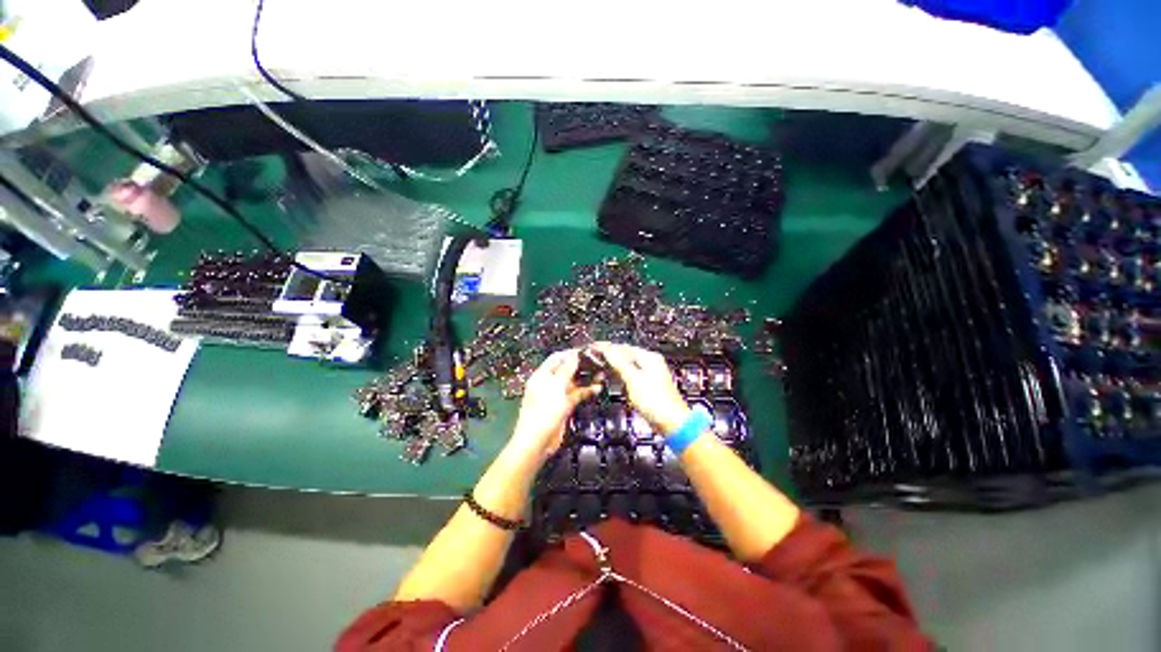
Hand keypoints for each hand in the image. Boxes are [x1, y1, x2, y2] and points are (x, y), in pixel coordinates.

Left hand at [508, 349, 601, 463]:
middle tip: (598, 361)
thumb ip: (566, 369)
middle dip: (581, 365)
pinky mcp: (564, 407)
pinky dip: (586, 391)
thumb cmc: (544, 411)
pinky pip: (576, 395)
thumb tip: (574, 353)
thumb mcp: (556, 386)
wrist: (538, 442)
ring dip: (586, 378)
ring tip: (602, 373)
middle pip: (566, 369)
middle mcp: (549, 383)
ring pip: (573, 383)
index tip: (587, 351)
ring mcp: (557, 395)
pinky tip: (597, 388)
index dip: (571, 353)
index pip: (557, 358)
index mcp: (542, 375)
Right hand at [593, 342, 690, 433]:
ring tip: (601, 363)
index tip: (593, 347)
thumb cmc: (656, 401)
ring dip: (615, 364)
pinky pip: (632, 374)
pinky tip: (615, 376)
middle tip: (594, 354)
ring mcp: (651, 374)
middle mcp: (651, 363)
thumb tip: (607, 350)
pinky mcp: (649, 386)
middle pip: (626, 354)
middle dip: (610, 355)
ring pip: (628, 364)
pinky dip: (621, 374)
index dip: (607, 347)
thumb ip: (619, 363)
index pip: (623, 347)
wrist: (671, 422)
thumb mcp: (633, 379)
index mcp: (649, 358)